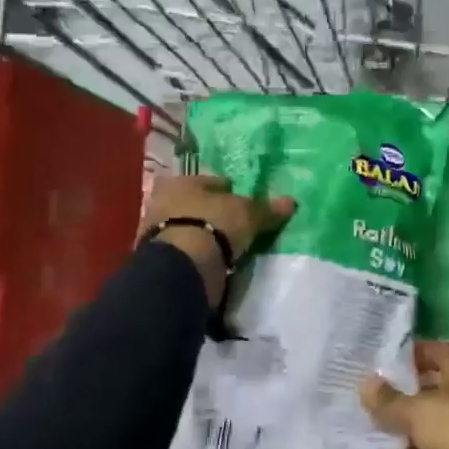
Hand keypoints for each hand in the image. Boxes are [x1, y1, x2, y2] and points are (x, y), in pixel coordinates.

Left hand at [145, 173, 295, 306]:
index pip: (213, 182)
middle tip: (236, 225)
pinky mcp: (158, 258)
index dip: (231, 191)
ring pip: (191, 228)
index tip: (246, 204)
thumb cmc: (214, 225)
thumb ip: (267, 209)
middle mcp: (164, 200)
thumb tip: (291, 202)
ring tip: (228, 247)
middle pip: (198, 204)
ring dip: (206, 235)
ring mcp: (157, 231)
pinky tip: (214, 261)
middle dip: (215, 213)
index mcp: (182, 181)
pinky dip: (199, 254)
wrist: (182, 267)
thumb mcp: (247, 214)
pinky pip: (187, 251)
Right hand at [359, 341, 448, 448]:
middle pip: (431, 397)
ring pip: (429, 437)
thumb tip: (366, 383)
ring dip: (403, 444)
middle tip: (366, 406)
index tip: (383, 361)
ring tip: (367, 444)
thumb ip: (389, 401)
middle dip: (401, 403)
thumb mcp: (418, 411)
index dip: (413, 353)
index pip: (438, 352)